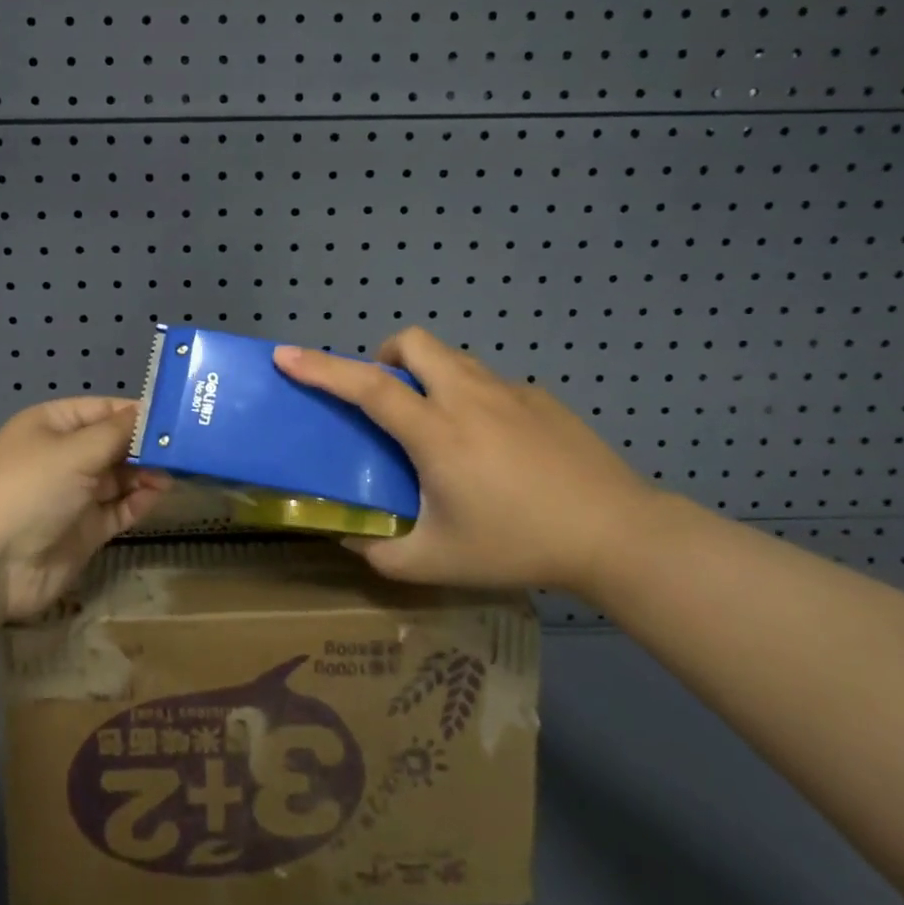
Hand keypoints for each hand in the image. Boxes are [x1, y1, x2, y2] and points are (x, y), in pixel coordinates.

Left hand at [0, 397, 167, 621]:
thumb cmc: (29, 488)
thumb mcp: (75, 451)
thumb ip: (118, 432)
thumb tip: (149, 413)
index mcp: (52, 425)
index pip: (103, 409)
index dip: (137, 412)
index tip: (177, 416)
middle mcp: (63, 456)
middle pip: (114, 443)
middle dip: (147, 445)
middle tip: (187, 447)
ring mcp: (74, 494)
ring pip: (120, 477)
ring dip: (146, 473)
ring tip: (177, 472)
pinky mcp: (84, 530)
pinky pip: (118, 509)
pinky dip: (139, 501)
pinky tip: (159, 494)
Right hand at [272, 328, 673, 594]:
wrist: (616, 534)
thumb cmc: (519, 545)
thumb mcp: (438, 562)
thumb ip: (382, 552)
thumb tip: (350, 538)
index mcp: (437, 433)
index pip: (367, 386)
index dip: (322, 368)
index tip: (286, 354)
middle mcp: (468, 397)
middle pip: (414, 342)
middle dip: (386, 355)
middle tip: (388, 399)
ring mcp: (509, 391)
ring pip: (453, 357)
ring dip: (429, 374)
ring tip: (438, 424)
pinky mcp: (541, 398)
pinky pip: (489, 382)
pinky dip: (471, 397)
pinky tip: (494, 446)